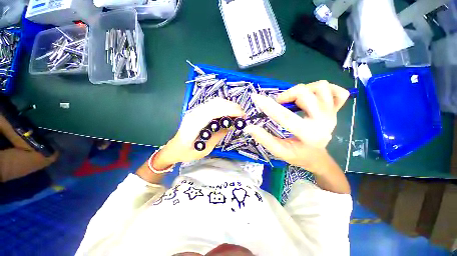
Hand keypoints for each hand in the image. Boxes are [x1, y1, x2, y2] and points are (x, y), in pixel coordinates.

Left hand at [152, 98, 244, 168]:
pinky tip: (229, 112)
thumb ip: (217, 136)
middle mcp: (193, 114)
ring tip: (238, 113)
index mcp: (193, 125)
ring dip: (228, 105)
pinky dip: (223, 106)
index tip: (242, 115)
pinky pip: (212, 105)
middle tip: (243, 114)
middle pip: (215, 103)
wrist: (173, 148)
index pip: (213, 112)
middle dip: (232, 106)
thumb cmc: (187, 153)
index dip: (229, 111)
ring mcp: (194, 111)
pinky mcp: (197, 111)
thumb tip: (230, 126)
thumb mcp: (204, 150)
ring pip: (214, 102)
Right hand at [244, 81, 349, 173]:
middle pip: (305, 94)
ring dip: (304, 90)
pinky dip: (325, 90)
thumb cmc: (297, 155)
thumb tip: (249, 128)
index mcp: (308, 135)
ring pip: (321, 87)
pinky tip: (315, 97)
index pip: (285, 116)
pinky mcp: (337, 110)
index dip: (268, 106)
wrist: (317, 157)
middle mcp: (324, 122)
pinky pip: (338, 92)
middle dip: (287, 95)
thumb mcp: (279, 151)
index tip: (255, 97)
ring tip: (295, 100)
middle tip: (280, 103)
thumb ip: (264, 139)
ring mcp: (333, 114)